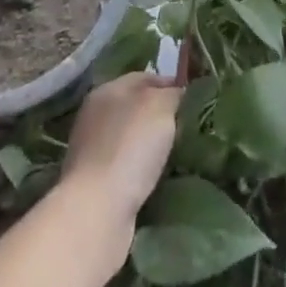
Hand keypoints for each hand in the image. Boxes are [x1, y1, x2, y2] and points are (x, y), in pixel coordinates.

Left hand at [60, 73, 180, 228]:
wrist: (97, 209)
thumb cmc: (130, 147)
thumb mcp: (160, 107)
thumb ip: (172, 93)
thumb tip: (178, 92)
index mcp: (107, 90)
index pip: (144, 77)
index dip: (170, 83)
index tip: (194, 97)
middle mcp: (95, 115)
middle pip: (136, 106)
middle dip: (161, 114)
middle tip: (188, 124)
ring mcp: (91, 149)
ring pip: (130, 136)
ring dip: (151, 143)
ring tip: (178, 151)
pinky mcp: (94, 181)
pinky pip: (126, 164)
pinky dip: (141, 167)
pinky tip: (157, 174)